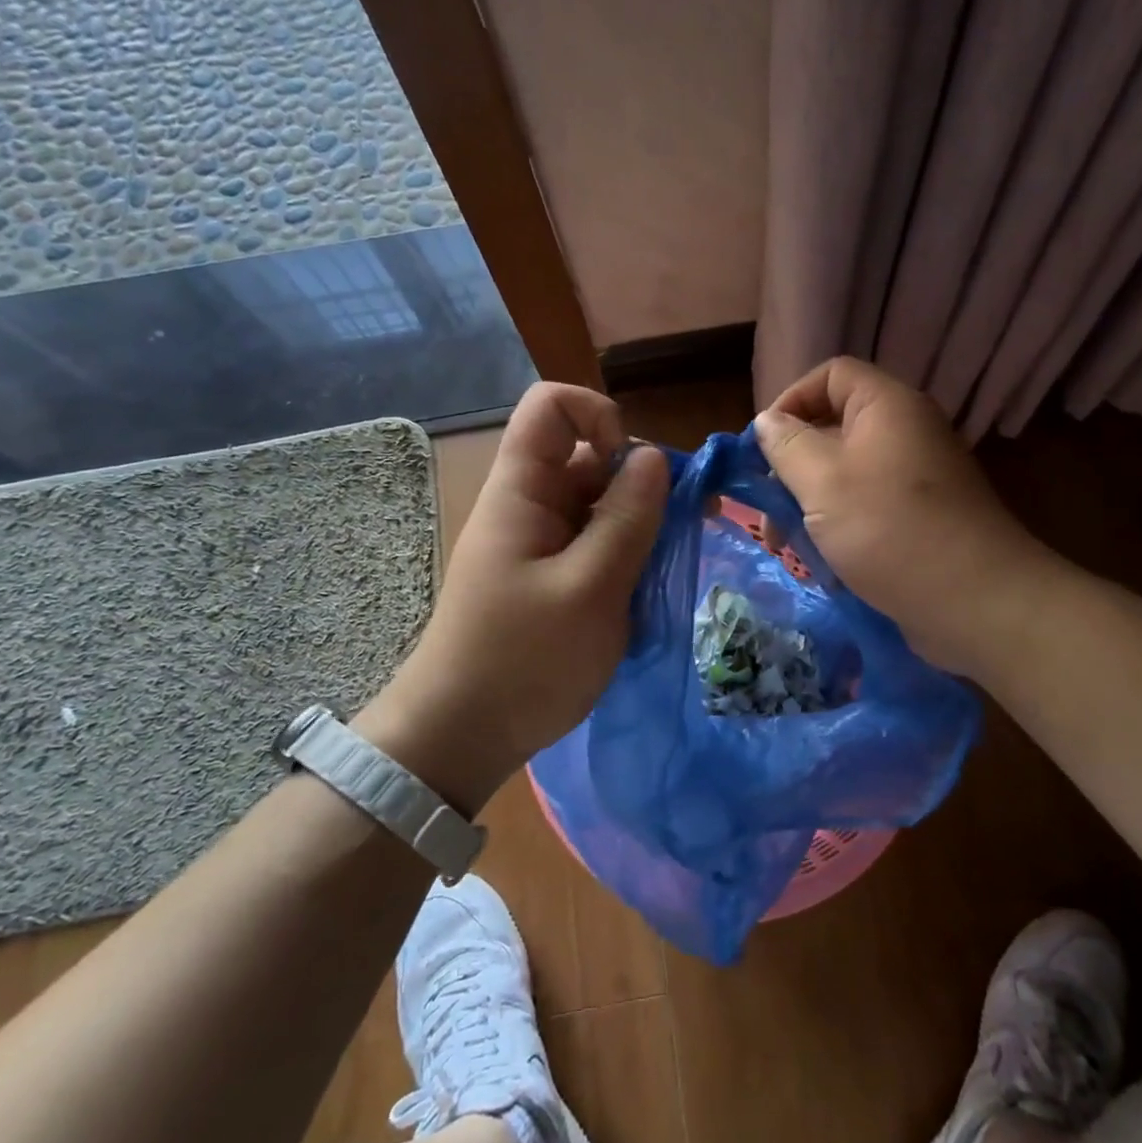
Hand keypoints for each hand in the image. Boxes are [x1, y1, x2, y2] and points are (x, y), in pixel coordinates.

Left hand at [357, 382, 669, 813]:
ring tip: (663, 568)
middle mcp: (529, 504)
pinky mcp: (549, 575)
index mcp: (522, 491)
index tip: (635, 470)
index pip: (551, 407)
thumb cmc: (524, 661)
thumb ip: (627, 518)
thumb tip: (654, 456)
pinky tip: (642, 591)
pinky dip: (625, 554)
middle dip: (639, 481)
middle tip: (679, 528)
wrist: (462, 736)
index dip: (600, 417)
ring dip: (638, 524)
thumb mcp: (591, 589)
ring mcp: (539, 541)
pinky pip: (594, 542)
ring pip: (598, 502)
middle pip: (588, 456)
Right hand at [755, 357, 1044, 674]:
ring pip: (845, 475)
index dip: (790, 400)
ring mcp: (915, 478)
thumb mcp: (823, 482)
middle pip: (833, 428)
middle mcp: (905, 432)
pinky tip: (822, 565)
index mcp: (887, 406)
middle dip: (791, 467)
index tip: (762, 446)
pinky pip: (866, 507)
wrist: (975, 601)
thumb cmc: (889, 529)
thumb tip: (767, 422)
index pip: (831, 375)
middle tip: (767, 511)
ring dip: (808, 505)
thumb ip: (787, 445)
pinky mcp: (919, 518)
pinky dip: (838, 528)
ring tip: (786, 546)